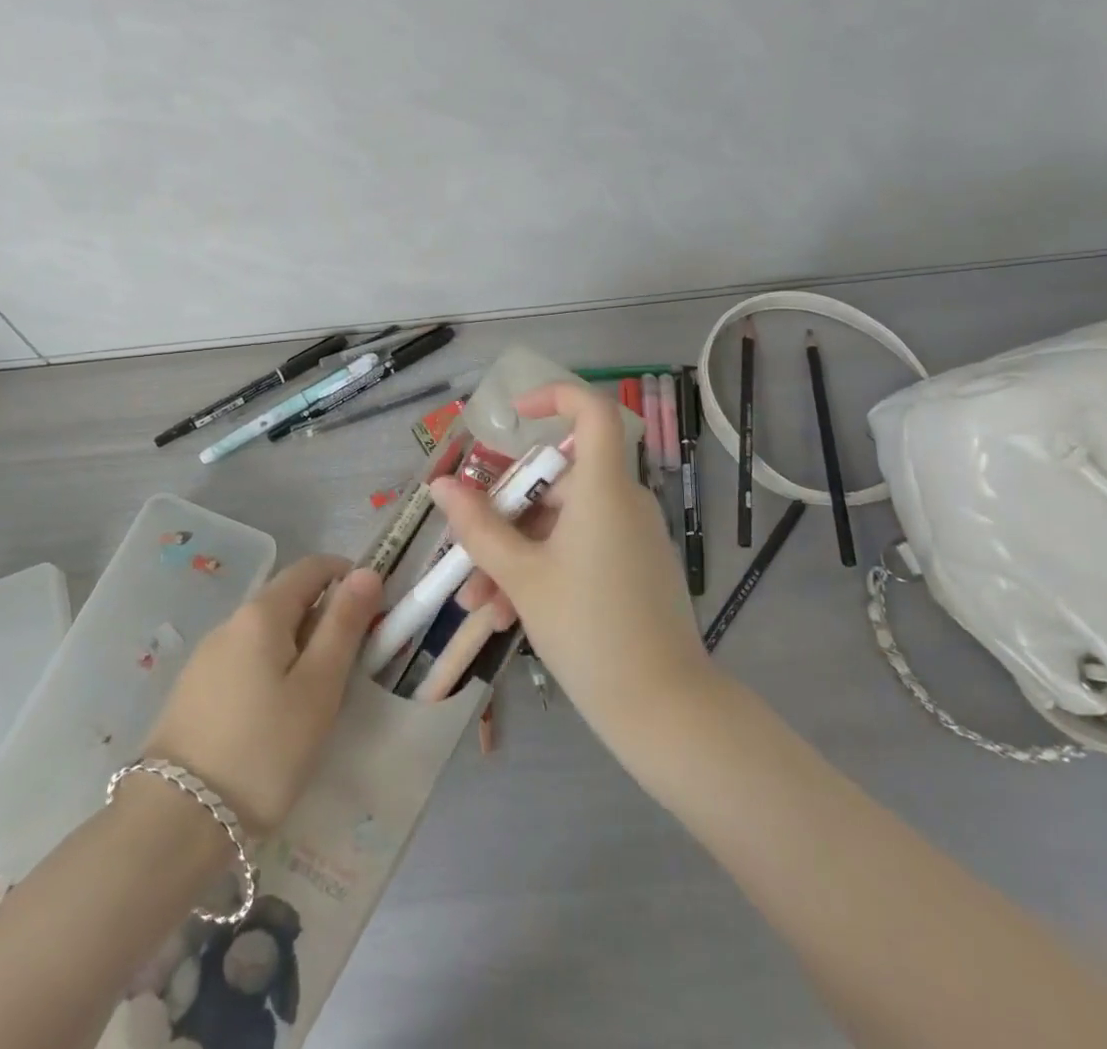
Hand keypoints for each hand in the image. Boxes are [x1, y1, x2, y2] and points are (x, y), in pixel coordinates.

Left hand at [143, 555, 381, 834]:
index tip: (373, 610)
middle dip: (325, 616)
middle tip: (352, 664)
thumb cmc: (263, 751)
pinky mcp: (194, 691)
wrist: (174, 823)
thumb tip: (367, 572)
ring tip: (318, 697)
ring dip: (299, 646)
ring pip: (266, 633)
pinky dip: (273, 669)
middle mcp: (230, 623)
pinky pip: (245, 660)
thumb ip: (343, 625)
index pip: (311, 567)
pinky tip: (277, 716)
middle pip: (287, 598)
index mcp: (261, 613)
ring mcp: (206, 657)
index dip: (347, 576)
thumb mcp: (318, 688)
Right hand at [431, 383, 708, 742]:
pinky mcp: (633, 567)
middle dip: (504, 514)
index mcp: (603, 489)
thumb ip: (479, 527)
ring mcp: (631, 537)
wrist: (664, 709)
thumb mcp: (522, 577)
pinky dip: (543, 569)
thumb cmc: (589, 630)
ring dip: (515, 553)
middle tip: (466, 551)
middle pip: (557, 481)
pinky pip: (580, 550)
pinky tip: (507, 615)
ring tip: (478, 602)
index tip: (512, 416)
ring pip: (560, 525)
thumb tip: (442, 486)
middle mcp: (623, 502)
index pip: (592, 412)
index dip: (554, 397)